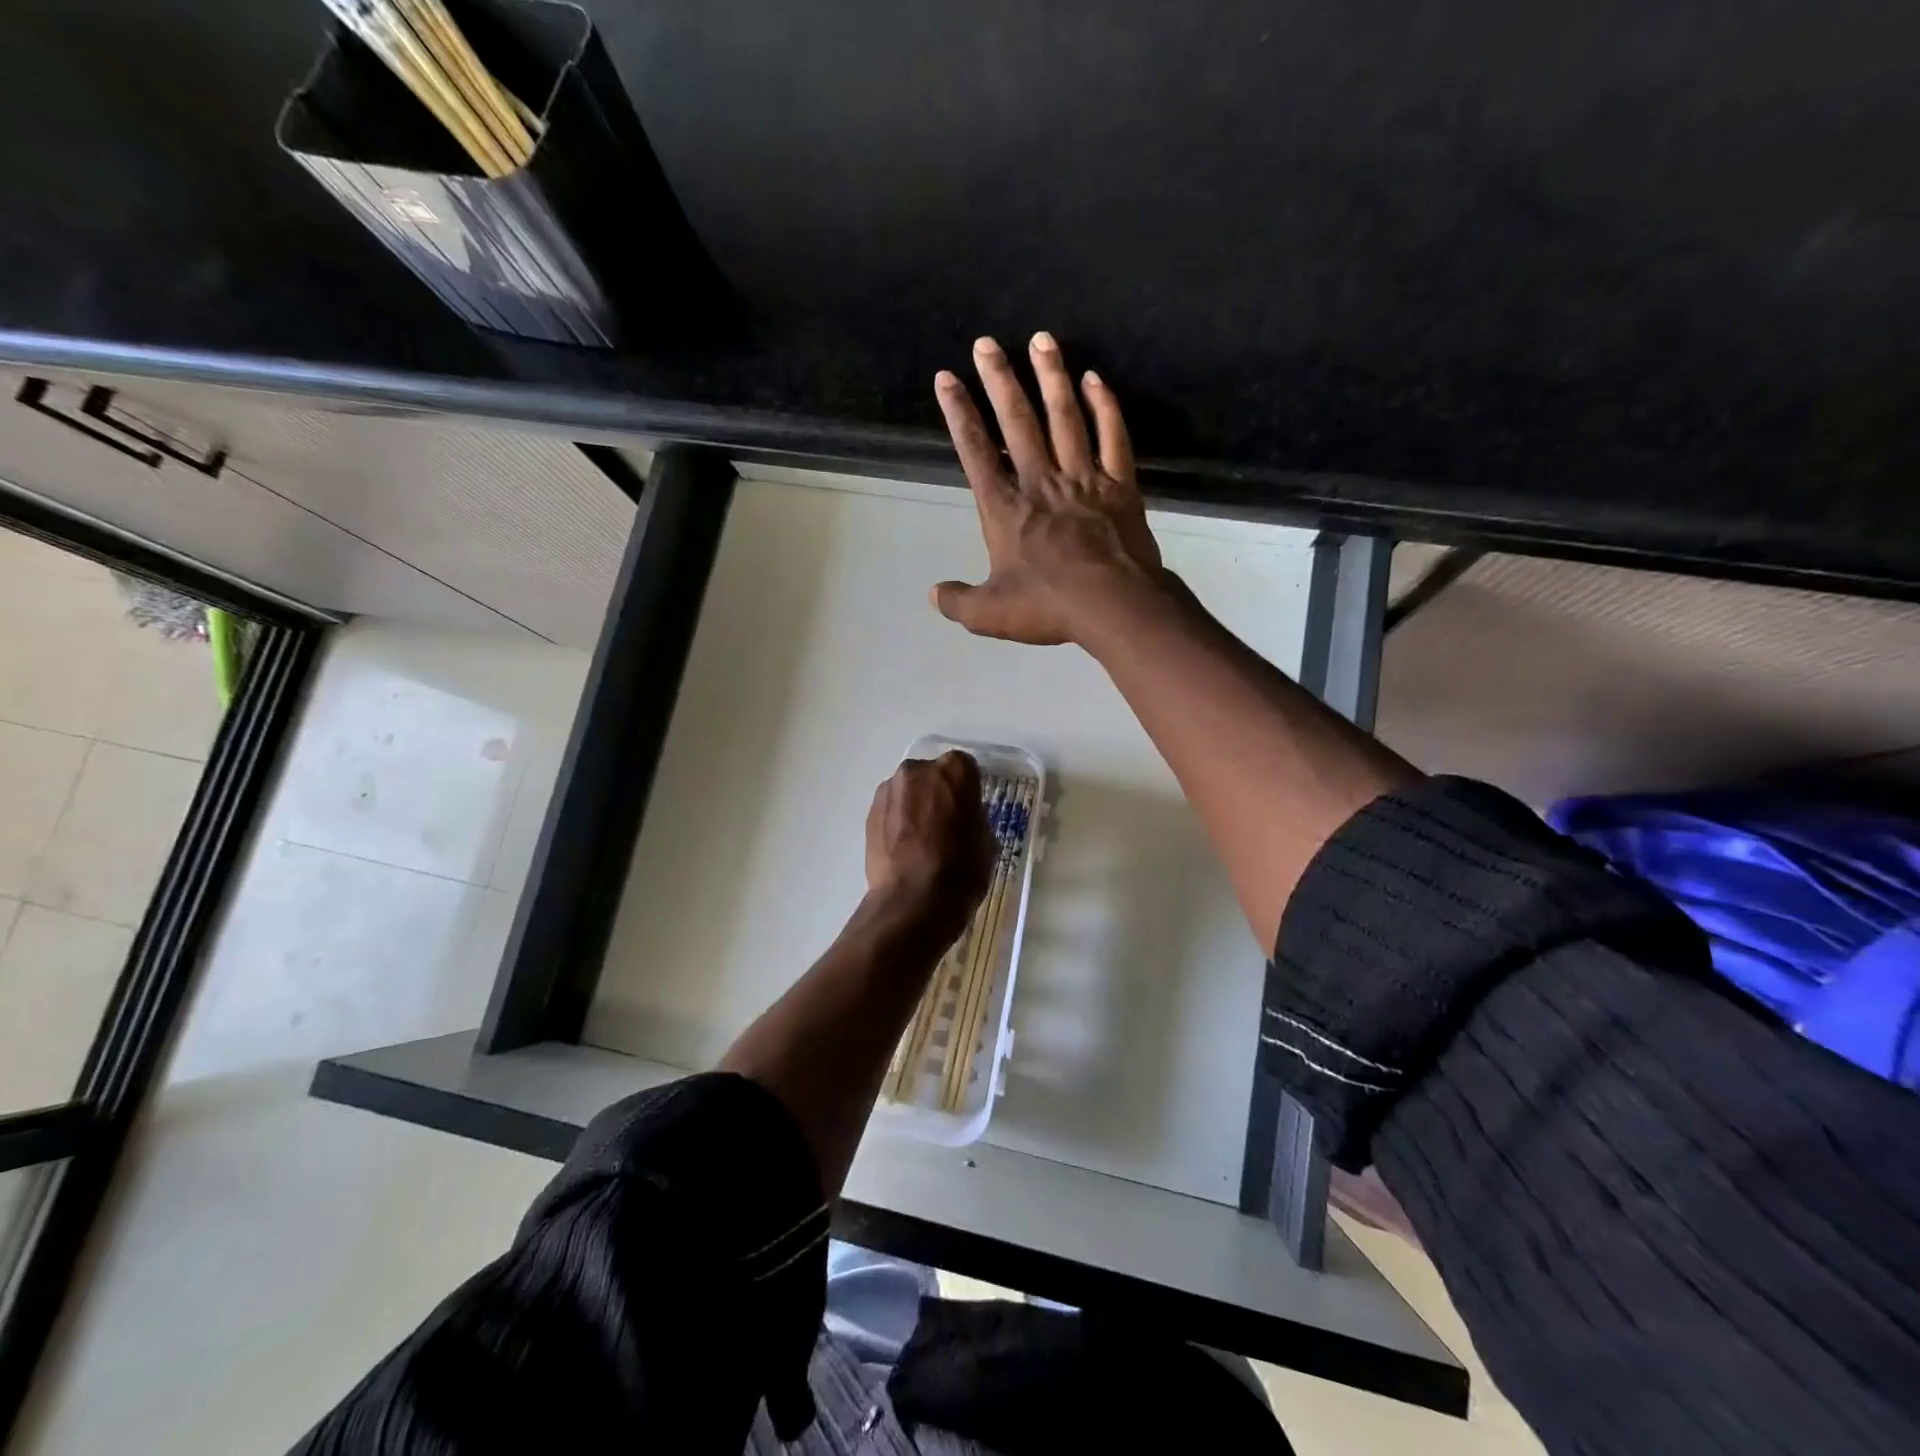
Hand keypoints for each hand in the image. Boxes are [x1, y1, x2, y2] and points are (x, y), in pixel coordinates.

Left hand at [865, 751, 994, 926]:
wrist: (912, 901)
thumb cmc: (961, 870)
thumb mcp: (986, 842)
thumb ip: (974, 817)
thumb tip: (963, 819)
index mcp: (954, 771)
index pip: (965, 768)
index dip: (968, 790)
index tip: (969, 810)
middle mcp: (919, 770)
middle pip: (932, 775)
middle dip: (938, 793)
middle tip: (945, 823)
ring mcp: (890, 789)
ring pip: (908, 790)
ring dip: (915, 805)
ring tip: (921, 839)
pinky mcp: (869, 812)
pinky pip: (891, 809)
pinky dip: (897, 821)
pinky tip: (904, 848)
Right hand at [931, 332, 1169, 645]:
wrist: (1114, 605)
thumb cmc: (1048, 607)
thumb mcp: (990, 614)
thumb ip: (958, 602)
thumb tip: (933, 594)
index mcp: (1005, 509)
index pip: (976, 453)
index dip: (959, 414)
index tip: (947, 379)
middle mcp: (1041, 483)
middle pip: (1017, 422)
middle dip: (999, 380)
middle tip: (986, 342)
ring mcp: (1083, 479)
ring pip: (1065, 417)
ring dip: (1050, 377)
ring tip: (1041, 339)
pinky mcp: (1120, 486)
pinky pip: (1112, 436)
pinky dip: (1105, 406)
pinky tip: (1095, 379)